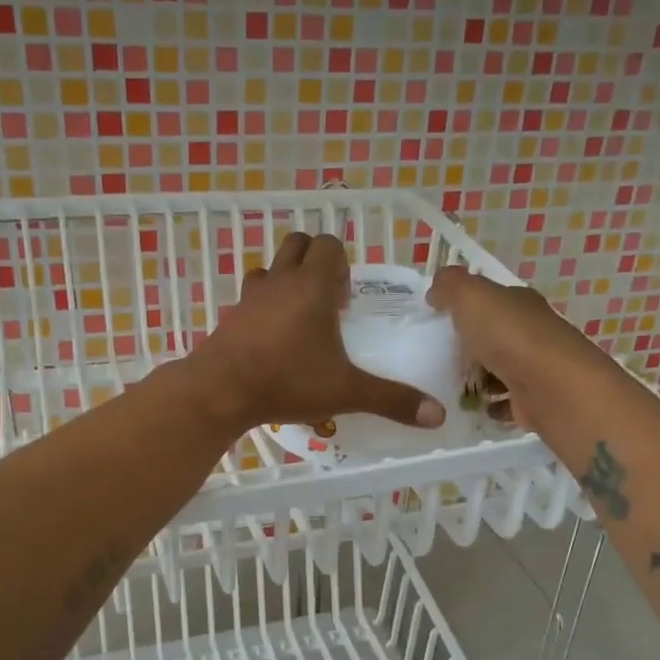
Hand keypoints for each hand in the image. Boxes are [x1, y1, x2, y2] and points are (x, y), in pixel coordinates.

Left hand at [188, 233, 446, 433]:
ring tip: (299, 319)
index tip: (346, 303)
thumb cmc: (288, 381)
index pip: (329, 245)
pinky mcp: (230, 316)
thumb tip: (438, 416)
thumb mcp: (346, 391)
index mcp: (311, 285)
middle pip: (298, 244)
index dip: (342, 266)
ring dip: (286, 280)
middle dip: (315, 263)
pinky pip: (250, 297)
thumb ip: (392, 400)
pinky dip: (262, 307)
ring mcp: (250, 296)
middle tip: (327, 304)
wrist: (220, 391)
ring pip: (270, 267)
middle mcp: (280, 280)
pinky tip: (271, 341)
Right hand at [427, 266, 606, 430]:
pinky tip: (476, 408)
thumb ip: (450, 286)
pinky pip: (509, 401)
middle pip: (497, 336)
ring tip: (452, 386)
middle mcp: (533, 332)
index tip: (440, 320)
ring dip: (481, 378)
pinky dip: (493, 404)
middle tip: (439, 358)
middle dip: (471, 346)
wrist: (550, 387)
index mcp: (520, 303)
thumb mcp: (471, 296)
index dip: (468, 306)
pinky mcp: (536, 401)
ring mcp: (537, 368)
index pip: (493, 299)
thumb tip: (436, 291)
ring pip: (502, 369)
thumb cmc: (508, 336)